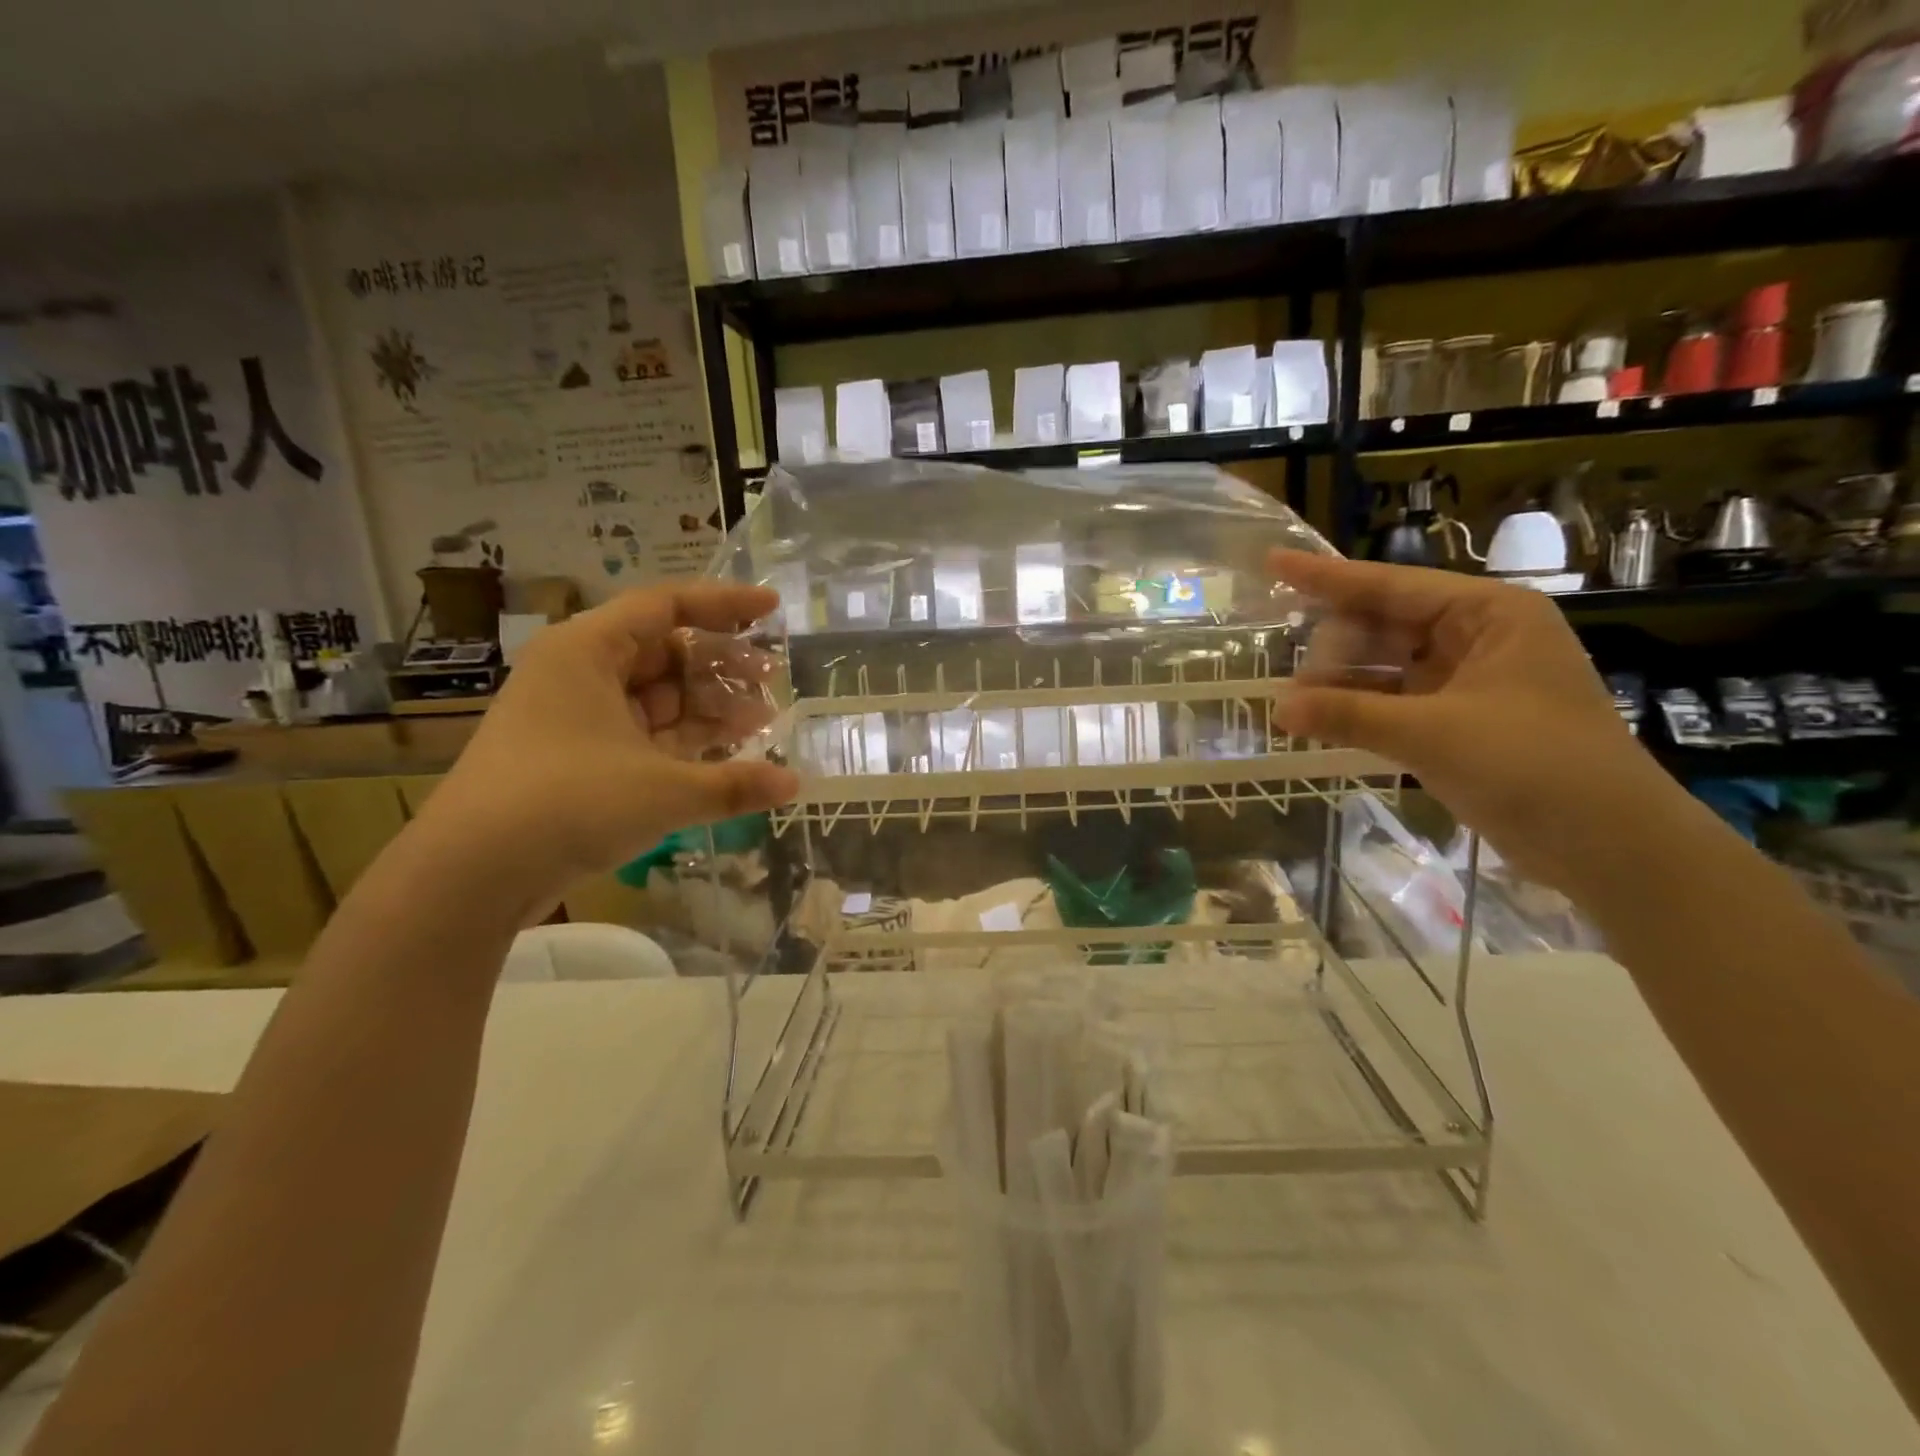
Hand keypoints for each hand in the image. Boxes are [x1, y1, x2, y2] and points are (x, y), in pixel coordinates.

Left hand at [416, 581, 798, 912]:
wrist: (471, 874)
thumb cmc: (568, 804)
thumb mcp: (664, 790)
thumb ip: (735, 783)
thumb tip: (795, 784)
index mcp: (588, 651)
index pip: (666, 606)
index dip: (724, 604)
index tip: (770, 610)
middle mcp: (579, 673)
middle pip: (664, 651)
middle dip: (722, 666)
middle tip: (772, 679)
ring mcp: (576, 717)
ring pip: (656, 696)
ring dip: (708, 706)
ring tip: (761, 720)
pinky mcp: (577, 758)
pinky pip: (643, 732)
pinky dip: (683, 739)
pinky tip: (724, 752)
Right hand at [1269, 551, 1678, 893]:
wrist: (1611, 846)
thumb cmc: (1535, 767)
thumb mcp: (1433, 734)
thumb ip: (1350, 715)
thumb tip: (1277, 707)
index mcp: (1488, 614)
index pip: (1391, 586)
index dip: (1326, 577)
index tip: (1273, 561)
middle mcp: (1477, 637)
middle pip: (1384, 625)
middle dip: (1334, 647)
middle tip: (1290, 680)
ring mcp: (1468, 680)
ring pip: (1386, 665)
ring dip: (1342, 683)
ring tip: (1295, 704)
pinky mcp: (1460, 720)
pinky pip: (1394, 700)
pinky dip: (1360, 709)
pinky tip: (1322, 720)